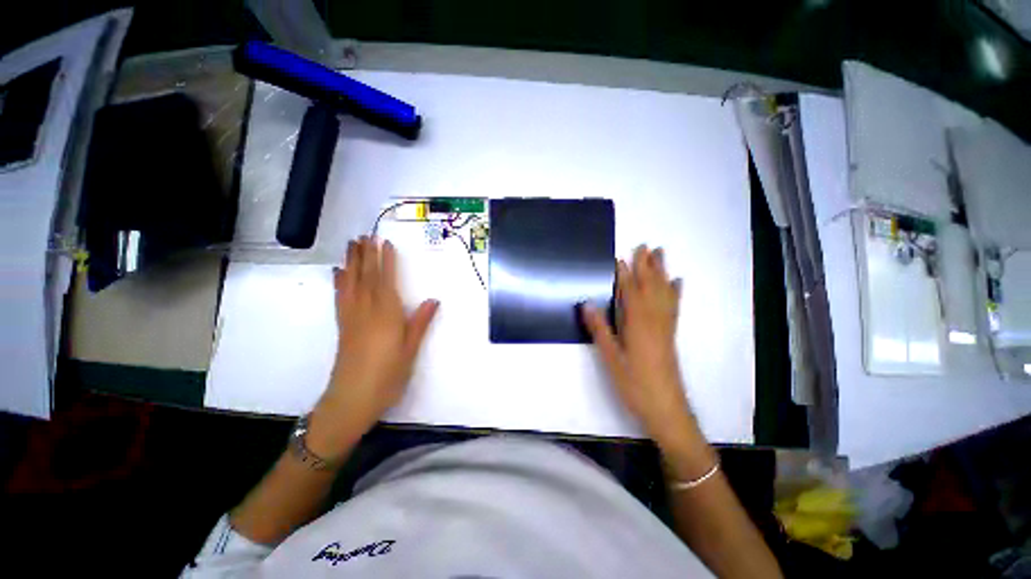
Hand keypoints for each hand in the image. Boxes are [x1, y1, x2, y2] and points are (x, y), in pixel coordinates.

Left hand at [310, 237, 438, 454]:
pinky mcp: (343, 326)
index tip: (385, 243)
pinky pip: (340, 298)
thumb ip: (420, 323)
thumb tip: (433, 300)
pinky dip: (339, 282)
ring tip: (351, 245)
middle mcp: (366, 311)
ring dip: (352, 263)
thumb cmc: (387, 377)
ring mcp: (351, 317)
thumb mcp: (410, 351)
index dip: (386, 262)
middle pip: (366, 278)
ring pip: (351, 284)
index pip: (386, 282)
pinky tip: (338, 273)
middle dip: (366, 255)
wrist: (351, 400)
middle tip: (365, 235)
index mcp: (386, 316)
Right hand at [581, 245, 697, 447]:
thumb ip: (600, 330)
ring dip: (661, 272)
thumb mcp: (611, 359)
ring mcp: (664, 327)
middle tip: (645, 245)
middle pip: (649, 288)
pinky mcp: (670, 334)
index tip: (621, 257)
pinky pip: (673, 307)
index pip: (629, 293)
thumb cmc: (634, 384)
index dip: (625, 275)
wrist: (666, 409)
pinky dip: (675, 292)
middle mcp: (653, 321)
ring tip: (660, 255)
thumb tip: (586, 304)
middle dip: (646, 266)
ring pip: (663, 293)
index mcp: (637, 325)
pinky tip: (677, 283)